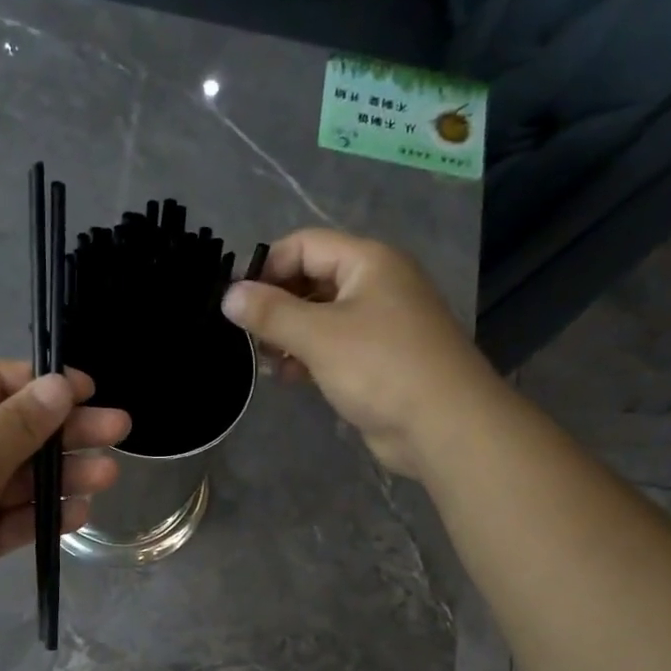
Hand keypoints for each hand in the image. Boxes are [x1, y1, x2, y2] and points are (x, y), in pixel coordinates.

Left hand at [0, 362, 130, 651]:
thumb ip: (19, 424)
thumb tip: (58, 384)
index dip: (45, 384)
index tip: (90, 391)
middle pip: (21, 430)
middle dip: (68, 430)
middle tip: (119, 429)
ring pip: (25, 478)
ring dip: (65, 475)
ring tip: (108, 475)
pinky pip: (19, 518)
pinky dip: (47, 515)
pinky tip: (79, 513)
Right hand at [220, 228, 490, 481]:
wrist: (442, 424)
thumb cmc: (381, 368)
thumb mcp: (319, 336)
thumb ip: (271, 313)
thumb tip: (228, 295)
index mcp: (368, 261)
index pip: (305, 245)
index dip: (267, 268)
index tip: (237, 303)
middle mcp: (375, 284)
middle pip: (311, 280)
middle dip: (276, 306)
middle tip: (247, 337)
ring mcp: (377, 324)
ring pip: (319, 317)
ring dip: (287, 336)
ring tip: (265, 362)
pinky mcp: (375, 360)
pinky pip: (331, 347)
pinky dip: (307, 357)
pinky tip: (287, 378)